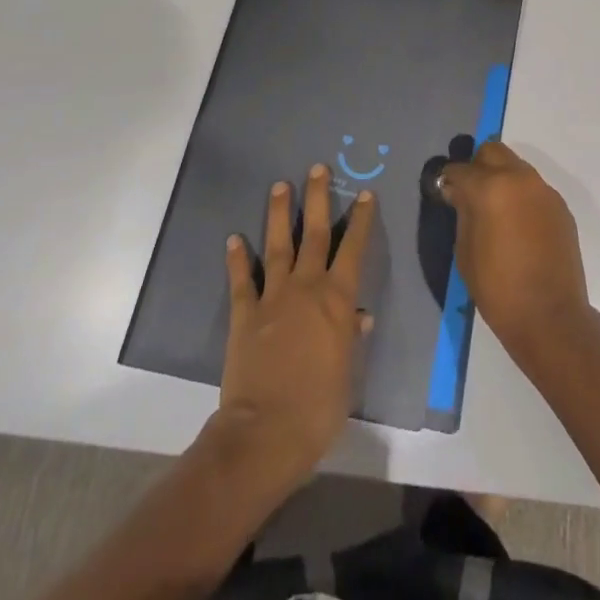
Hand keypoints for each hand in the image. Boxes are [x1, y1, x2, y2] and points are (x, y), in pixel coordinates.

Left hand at [218, 163, 374, 489]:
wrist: (266, 431)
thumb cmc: (319, 406)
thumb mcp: (347, 373)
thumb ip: (351, 337)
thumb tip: (360, 314)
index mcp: (336, 299)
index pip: (353, 249)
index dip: (360, 220)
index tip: (365, 194)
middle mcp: (306, 288)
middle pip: (313, 234)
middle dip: (317, 198)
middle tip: (317, 168)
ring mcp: (272, 298)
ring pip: (277, 246)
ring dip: (278, 214)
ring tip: (279, 186)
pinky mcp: (245, 314)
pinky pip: (242, 280)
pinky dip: (237, 259)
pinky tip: (234, 239)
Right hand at [438, 140, 592, 367]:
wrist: (551, 317)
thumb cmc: (498, 288)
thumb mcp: (464, 251)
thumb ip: (462, 212)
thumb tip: (458, 192)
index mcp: (490, 187)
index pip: (460, 169)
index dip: (448, 180)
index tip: (445, 193)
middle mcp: (519, 178)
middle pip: (492, 152)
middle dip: (477, 166)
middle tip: (471, 194)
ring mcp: (544, 190)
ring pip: (516, 167)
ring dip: (502, 178)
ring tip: (496, 210)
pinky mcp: (561, 207)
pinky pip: (534, 189)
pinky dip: (521, 196)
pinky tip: (518, 225)